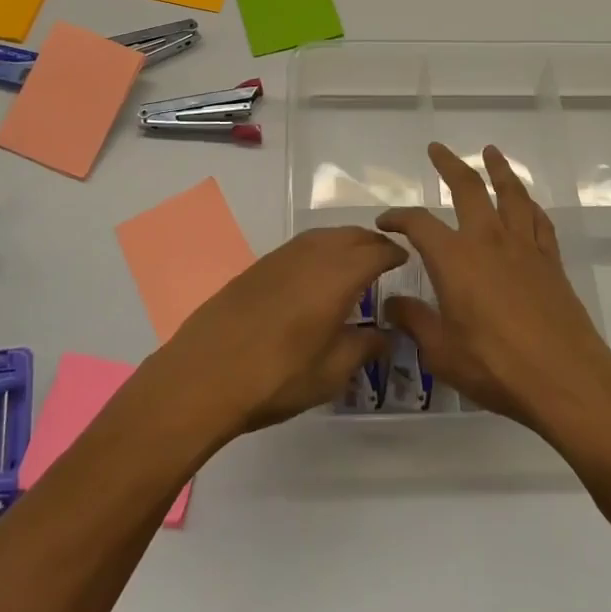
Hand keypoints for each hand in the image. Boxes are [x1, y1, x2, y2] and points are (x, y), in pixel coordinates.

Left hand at [146, 225, 404, 441]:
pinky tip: (316, 273)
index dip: (394, 253)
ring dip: (345, 242)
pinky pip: (301, 245)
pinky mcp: (259, 265)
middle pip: (350, 235)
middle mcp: (312, 254)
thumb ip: (363, 347)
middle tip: (384, 259)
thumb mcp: (330, 372)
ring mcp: (282, 256)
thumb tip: (385, 334)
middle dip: (372, 242)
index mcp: (337, 276)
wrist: (205, 373)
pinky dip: (320, 249)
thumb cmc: (277, 376)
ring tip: (353, 263)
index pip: (376, 251)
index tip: (405, 260)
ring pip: (324, 236)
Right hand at [377, 143, 610, 439]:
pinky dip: (529, 204)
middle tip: (437, 149)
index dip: (398, 218)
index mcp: (454, 259)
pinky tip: (526, 203)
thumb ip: (415, 322)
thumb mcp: (442, 352)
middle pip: (468, 188)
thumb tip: (392, 304)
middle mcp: (488, 240)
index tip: (385, 222)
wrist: (565, 379)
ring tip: (490, 152)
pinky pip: (538, 220)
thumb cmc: (496, 367)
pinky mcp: (550, 261)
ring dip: (498, 169)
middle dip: (449, 165)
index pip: (419, 224)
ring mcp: (523, 247)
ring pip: (510, 194)